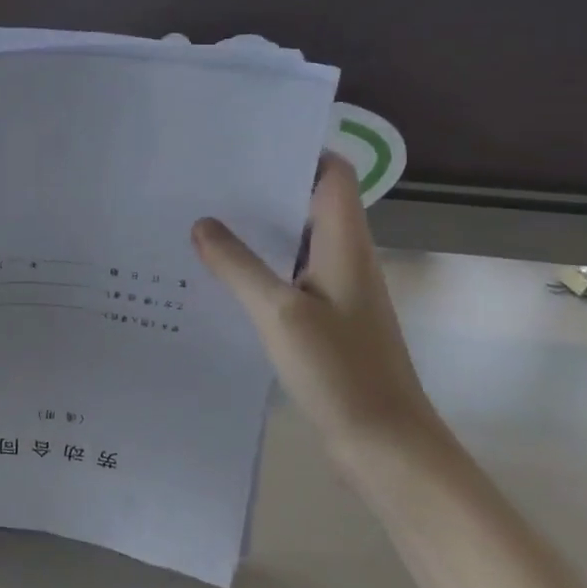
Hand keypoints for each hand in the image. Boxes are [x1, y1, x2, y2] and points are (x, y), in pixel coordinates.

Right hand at [192, 154, 437, 452]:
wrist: (385, 446)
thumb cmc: (340, 371)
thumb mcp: (279, 313)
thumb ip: (238, 265)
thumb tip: (202, 223)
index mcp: (345, 244)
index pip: (331, 175)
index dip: (298, 150)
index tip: (247, 142)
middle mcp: (344, 259)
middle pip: (308, 204)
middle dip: (263, 188)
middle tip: (206, 178)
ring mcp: (336, 292)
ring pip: (295, 243)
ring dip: (257, 230)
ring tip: (202, 218)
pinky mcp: (324, 321)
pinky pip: (287, 278)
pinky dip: (258, 268)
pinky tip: (219, 276)